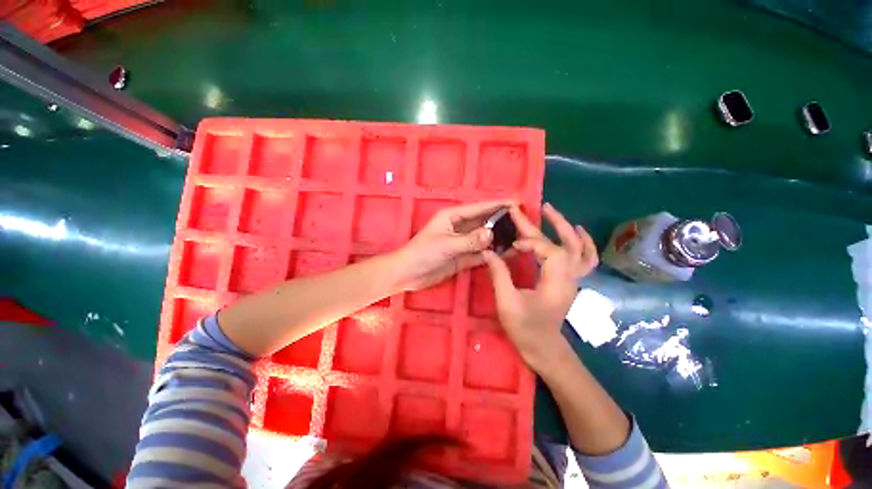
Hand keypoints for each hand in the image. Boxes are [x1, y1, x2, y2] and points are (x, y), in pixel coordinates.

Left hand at [393, 199, 514, 291]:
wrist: (409, 274)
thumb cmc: (423, 253)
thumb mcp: (446, 244)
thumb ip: (469, 240)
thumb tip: (492, 233)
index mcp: (453, 216)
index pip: (479, 208)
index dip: (497, 205)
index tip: (517, 203)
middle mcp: (459, 227)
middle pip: (484, 222)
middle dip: (501, 221)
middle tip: (523, 222)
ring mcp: (462, 243)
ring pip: (484, 238)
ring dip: (499, 238)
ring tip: (520, 238)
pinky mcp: (463, 257)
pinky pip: (480, 253)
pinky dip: (492, 253)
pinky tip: (507, 253)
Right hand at [482, 203, 597, 370]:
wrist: (543, 348)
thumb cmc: (525, 328)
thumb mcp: (507, 302)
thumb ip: (499, 274)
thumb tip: (488, 252)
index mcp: (557, 282)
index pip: (550, 251)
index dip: (531, 242)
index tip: (512, 244)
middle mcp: (570, 277)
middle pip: (567, 243)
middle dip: (552, 223)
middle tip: (538, 206)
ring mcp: (574, 279)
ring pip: (579, 248)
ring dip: (567, 228)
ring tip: (552, 212)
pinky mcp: (570, 281)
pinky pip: (585, 259)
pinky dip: (584, 243)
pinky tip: (577, 231)